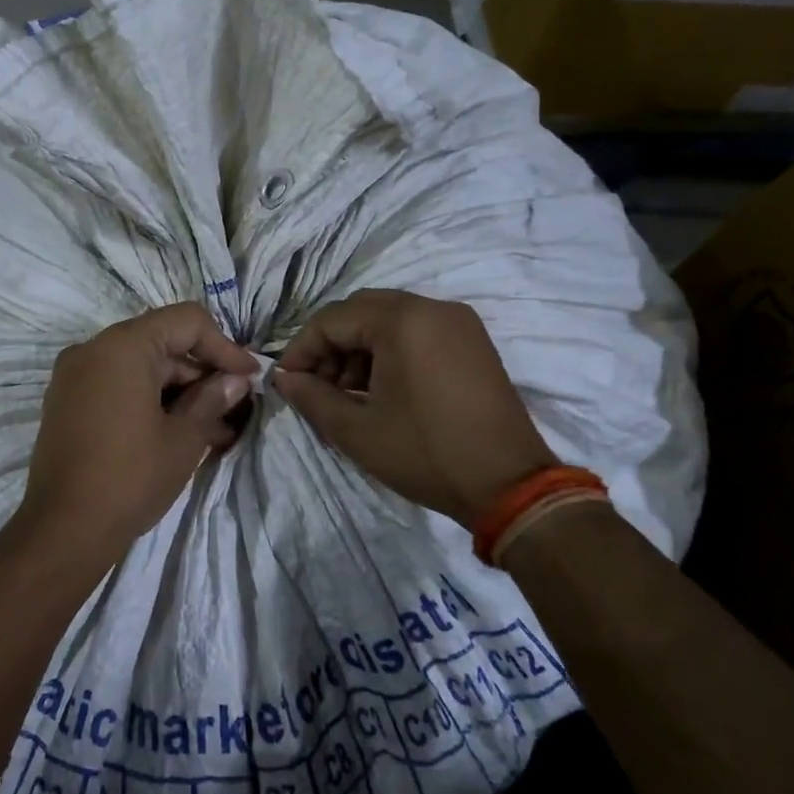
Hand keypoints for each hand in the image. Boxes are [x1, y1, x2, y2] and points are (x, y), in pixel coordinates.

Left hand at [19, 304, 256, 564]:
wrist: (63, 530)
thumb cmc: (131, 477)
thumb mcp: (183, 438)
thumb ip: (212, 399)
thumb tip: (235, 380)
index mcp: (123, 346)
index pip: (185, 322)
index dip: (223, 346)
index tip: (249, 377)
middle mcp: (93, 349)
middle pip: (162, 344)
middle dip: (201, 375)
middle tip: (235, 409)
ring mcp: (74, 375)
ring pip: (141, 368)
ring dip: (178, 393)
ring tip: (215, 431)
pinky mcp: (67, 402)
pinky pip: (117, 386)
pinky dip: (149, 401)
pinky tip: (178, 433)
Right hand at [273, 289, 554, 521]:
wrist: (509, 486)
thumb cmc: (426, 454)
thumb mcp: (356, 430)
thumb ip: (311, 397)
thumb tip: (283, 379)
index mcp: (403, 320)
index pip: (332, 319)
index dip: (302, 349)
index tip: (287, 382)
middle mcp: (432, 308)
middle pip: (360, 312)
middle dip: (330, 347)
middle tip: (316, 386)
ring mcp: (458, 322)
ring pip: (388, 320)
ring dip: (359, 350)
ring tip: (347, 395)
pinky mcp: (472, 341)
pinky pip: (416, 332)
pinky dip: (389, 352)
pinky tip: (380, 390)